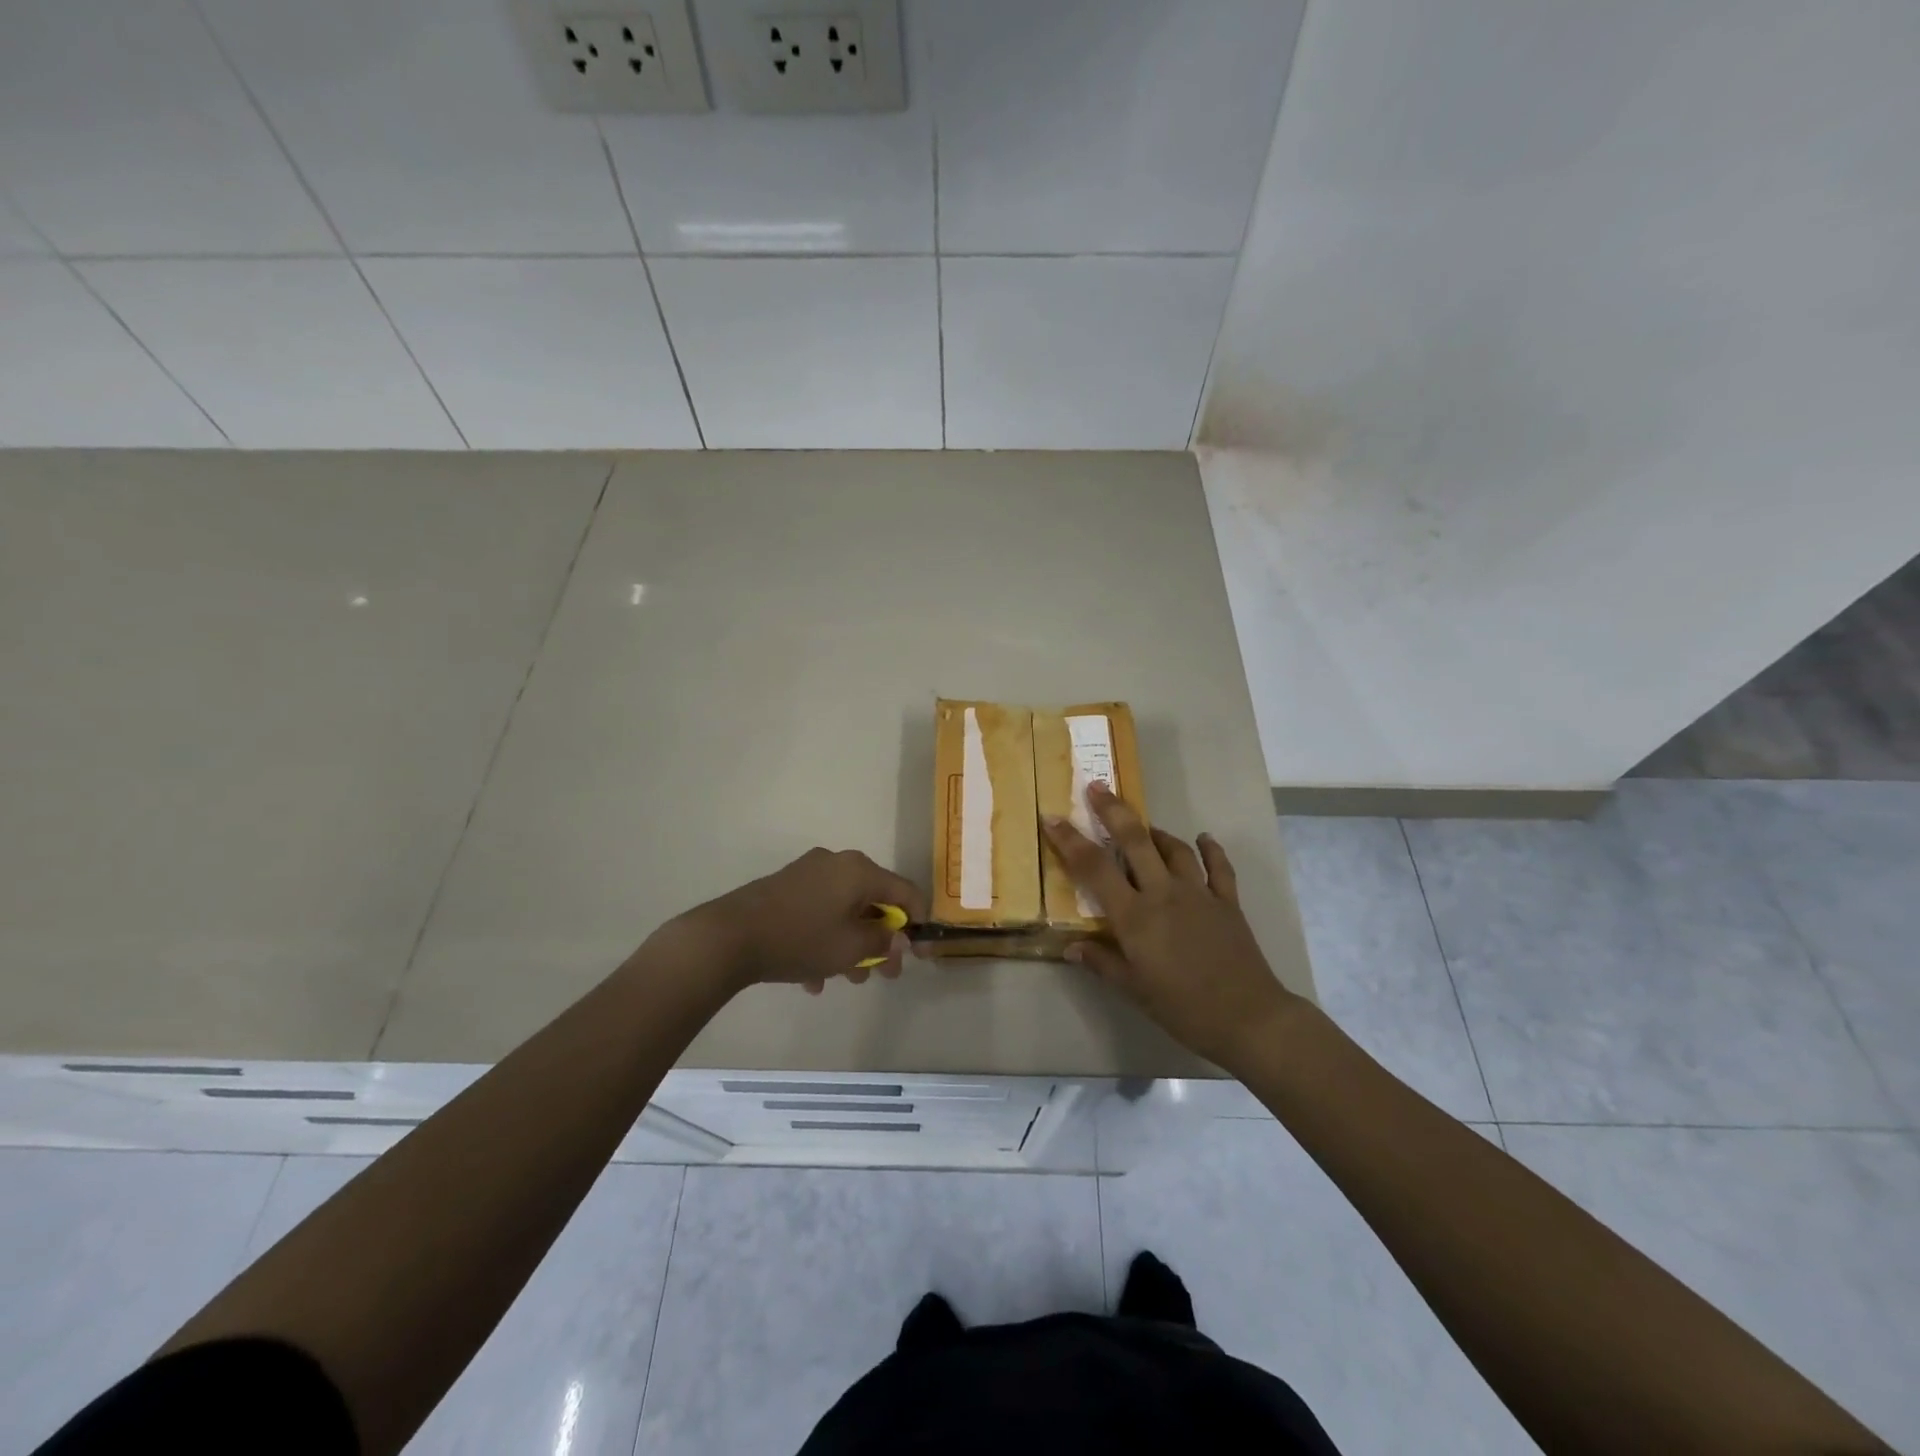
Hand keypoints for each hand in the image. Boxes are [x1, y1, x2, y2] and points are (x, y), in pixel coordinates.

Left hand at [676, 848, 926, 995]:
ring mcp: (808, 874)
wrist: (729, 937)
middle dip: (881, 941)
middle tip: (883, 975)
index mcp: (859, 871)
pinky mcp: (785, 888)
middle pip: (873, 902)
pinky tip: (812, 978)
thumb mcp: (851, 947)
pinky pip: (818, 913)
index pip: (905, 891)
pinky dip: (824, 940)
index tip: (919, 954)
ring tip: (845, 980)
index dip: (918, 923)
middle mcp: (837, 864)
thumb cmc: (800, 939)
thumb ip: (883, 941)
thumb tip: (898, 936)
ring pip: (844, 911)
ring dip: (851, 945)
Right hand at [1043, 783, 1300, 1069]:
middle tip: (1097, 787)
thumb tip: (1071, 947)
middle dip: (1113, 811)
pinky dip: (1209, 849)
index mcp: (1135, 916)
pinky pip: (1218, 867)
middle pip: (1135, 841)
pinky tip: (1203, 839)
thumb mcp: (1134, 990)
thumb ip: (1102, 962)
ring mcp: (1199, 893)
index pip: (1094, 869)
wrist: (1248, 1018)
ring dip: (1155, 832)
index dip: (1070, 841)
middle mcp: (1164, 893)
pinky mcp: (1227, 901)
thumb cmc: (1183, 1008)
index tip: (1053, 817)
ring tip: (1143, 826)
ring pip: (1173, 849)